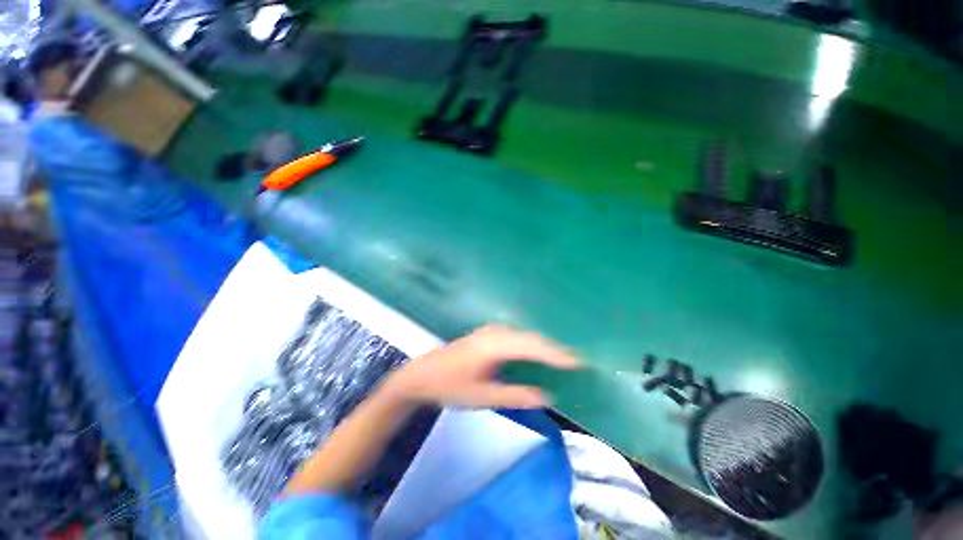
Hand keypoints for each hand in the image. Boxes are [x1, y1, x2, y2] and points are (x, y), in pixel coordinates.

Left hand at [386, 325, 580, 408]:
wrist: (422, 375)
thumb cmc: (451, 386)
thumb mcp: (483, 396)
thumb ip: (516, 395)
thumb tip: (547, 396)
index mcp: (494, 345)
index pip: (531, 346)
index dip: (555, 353)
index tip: (577, 361)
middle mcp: (494, 333)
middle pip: (529, 337)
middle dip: (552, 348)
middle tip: (574, 360)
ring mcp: (489, 331)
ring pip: (523, 335)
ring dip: (541, 345)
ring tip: (560, 356)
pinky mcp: (486, 334)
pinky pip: (515, 336)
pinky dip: (529, 344)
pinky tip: (535, 352)